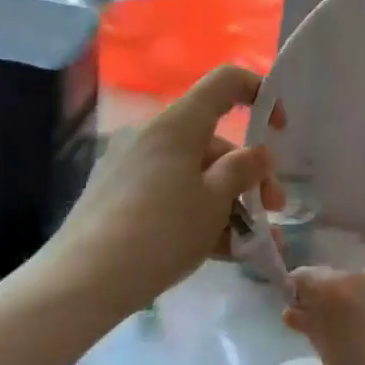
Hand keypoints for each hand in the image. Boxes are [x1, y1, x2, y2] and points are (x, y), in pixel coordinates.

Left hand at [50, 66, 283, 315]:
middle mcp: (153, 137)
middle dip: (250, 177)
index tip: (280, 129)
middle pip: (215, 142)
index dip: (259, 93)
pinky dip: (200, 216)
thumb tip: (259, 154)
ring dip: (230, 205)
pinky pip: (172, 196)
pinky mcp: (120, 199)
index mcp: (177, 125)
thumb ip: (243, 171)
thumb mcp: (214, 201)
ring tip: (255, 245)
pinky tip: (224, 251)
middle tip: (273, 212)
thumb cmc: (161, 231)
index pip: (224, 83)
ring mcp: (133, 168)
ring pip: (196, 176)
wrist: (84, 281)